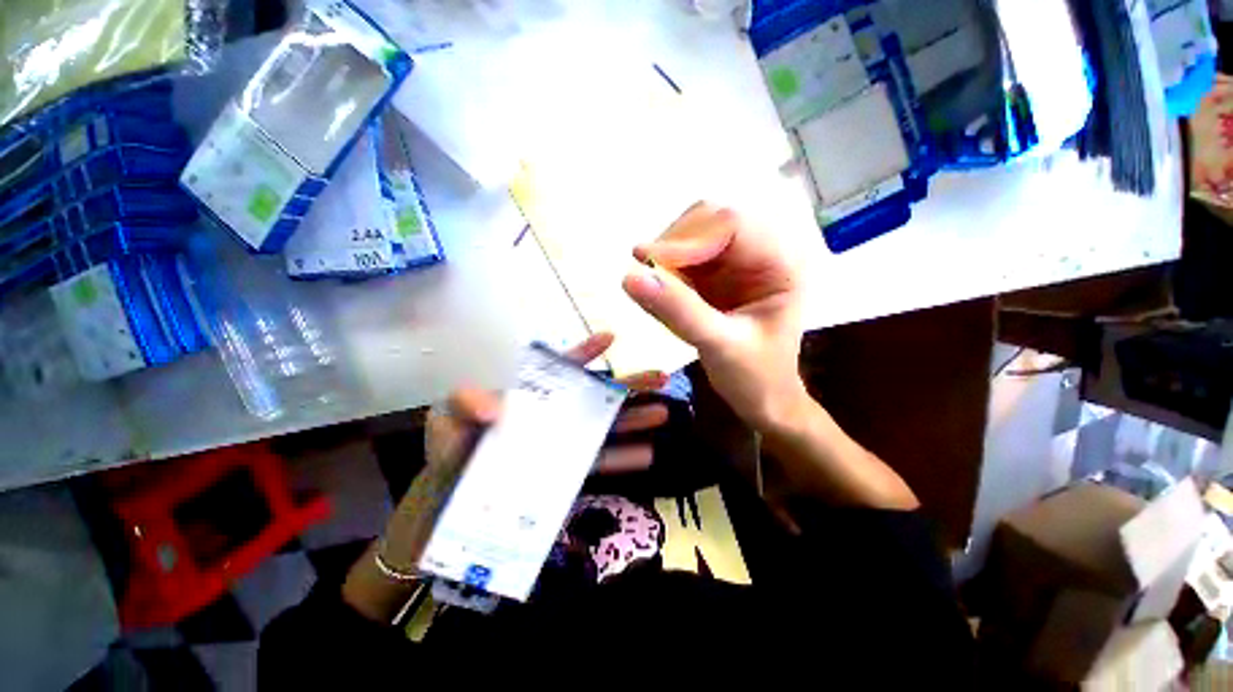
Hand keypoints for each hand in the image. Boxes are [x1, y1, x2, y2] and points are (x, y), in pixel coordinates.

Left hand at [383, 333, 669, 571]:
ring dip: (635, 420)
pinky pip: (598, 460)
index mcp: (531, 392)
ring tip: (664, 413)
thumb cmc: (452, 448)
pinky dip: (622, 458)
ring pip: (605, 425)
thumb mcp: (449, 419)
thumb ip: (466, 404)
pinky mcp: (567, 469)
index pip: (561, 367)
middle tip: (660, 377)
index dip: (585, 352)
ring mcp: (564, 440)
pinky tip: (647, 455)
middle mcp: (555, 412)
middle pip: (596, 394)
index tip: (610, 337)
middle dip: (628, 385)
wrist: (452, 499)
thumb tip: (496, 405)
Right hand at [622, 202, 807, 429]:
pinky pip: (683, 258)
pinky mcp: (716, 276)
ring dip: (666, 256)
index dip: (687, 238)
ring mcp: (736, 263)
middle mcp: (760, 253)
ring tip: (652, 287)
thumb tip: (629, 277)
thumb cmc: (755, 377)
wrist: (763, 400)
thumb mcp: (718, 345)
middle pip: (709, 220)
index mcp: (780, 263)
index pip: (731, 225)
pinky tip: (659, 291)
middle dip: (674, 243)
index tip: (645, 261)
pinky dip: (665, 270)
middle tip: (647, 273)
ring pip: (692, 235)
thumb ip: (678, 310)